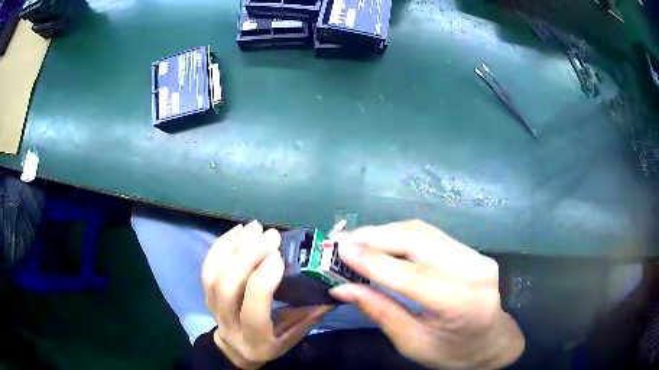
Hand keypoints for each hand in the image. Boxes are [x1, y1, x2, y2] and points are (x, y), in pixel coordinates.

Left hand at [202, 221, 332, 368]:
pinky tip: (239, 231)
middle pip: (228, 288)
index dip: (263, 282)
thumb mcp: (290, 338)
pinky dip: (221, 245)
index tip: (278, 256)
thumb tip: (330, 293)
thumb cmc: (268, 344)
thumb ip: (308, 317)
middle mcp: (229, 323)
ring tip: (255, 228)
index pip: (254, 311)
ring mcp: (212, 307)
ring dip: (233, 247)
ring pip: (213, 275)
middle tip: (270, 236)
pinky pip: (207, 267)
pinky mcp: (206, 293)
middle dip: (247, 257)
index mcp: (254, 339)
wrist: (235, 348)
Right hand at [330, 220, 523, 369]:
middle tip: (340, 241)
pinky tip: (380, 240)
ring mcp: (477, 256)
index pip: (415, 276)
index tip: (339, 250)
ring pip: (423, 232)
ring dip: (385, 232)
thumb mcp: (413, 343)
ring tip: (355, 239)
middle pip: (419, 243)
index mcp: (465, 305)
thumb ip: (380, 311)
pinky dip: (400, 234)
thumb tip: (342, 288)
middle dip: (375, 237)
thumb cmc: (453, 353)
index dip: (374, 261)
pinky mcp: (472, 250)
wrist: (492, 342)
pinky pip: (430, 234)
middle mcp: (476, 271)